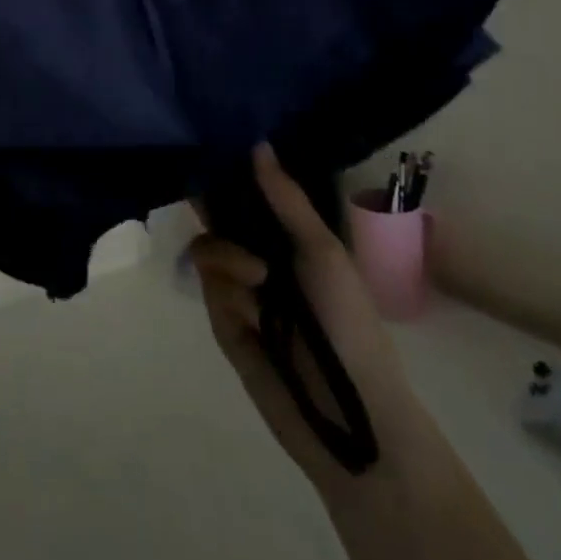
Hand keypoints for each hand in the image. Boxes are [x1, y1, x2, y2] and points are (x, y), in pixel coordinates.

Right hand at [190, 145, 429, 493]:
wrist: (353, 416)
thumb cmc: (348, 322)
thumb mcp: (322, 252)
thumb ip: (286, 199)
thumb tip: (257, 143)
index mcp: (289, 238)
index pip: (249, 195)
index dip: (230, 174)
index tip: (209, 148)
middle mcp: (261, 258)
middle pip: (219, 219)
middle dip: (215, 212)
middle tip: (207, 200)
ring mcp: (241, 293)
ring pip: (209, 252)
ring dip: (229, 259)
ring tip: (258, 281)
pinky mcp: (225, 325)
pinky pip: (211, 292)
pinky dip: (228, 297)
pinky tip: (251, 315)